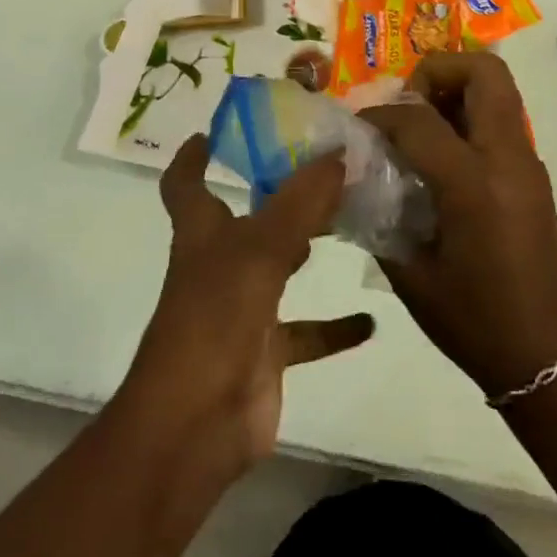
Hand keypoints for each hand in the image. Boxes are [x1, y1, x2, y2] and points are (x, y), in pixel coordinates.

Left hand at [119, 135, 374, 484]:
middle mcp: (218, 266)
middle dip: (276, 194)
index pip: (186, 185)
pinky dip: (334, 327)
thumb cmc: (215, 320)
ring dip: (307, 249)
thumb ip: (300, 202)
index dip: (193, 157)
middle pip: (246, 220)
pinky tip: (370, 321)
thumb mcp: (259, 251)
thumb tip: (338, 153)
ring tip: (351, 222)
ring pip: (279, 269)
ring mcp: (241, 311)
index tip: (215, 131)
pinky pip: (305, 333)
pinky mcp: (265, 353)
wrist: (195, 425)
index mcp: (202, 235)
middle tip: (323, 168)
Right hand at [360, 54, 556, 399]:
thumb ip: (379, 213)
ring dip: (455, 90)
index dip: (379, 115)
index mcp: (474, 185)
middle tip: (406, 105)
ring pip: (498, 89)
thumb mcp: (410, 272)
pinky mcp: (533, 174)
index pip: (418, 118)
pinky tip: (439, 159)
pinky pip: (501, 120)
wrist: (544, 355)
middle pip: (484, 72)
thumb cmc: (472, 320)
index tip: (357, 130)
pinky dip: (468, 117)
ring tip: (418, 129)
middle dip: (437, 71)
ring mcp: (528, 164)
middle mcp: (508, 160)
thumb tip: (355, 175)